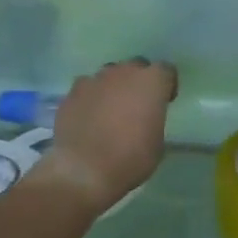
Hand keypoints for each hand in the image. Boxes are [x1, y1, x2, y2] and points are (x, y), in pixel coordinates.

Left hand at [36, 58, 177, 205]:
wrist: (83, 171)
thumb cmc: (131, 158)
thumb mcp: (157, 142)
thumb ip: (154, 119)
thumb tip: (146, 119)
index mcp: (152, 82)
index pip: (166, 70)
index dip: (166, 85)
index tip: (164, 101)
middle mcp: (124, 72)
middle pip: (136, 66)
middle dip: (138, 81)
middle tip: (137, 103)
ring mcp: (95, 81)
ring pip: (109, 75)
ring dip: (113, 87)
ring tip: (110, 109)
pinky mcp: (71, 94)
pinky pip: (86, 89)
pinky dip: (90, 98)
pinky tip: (88, 117)